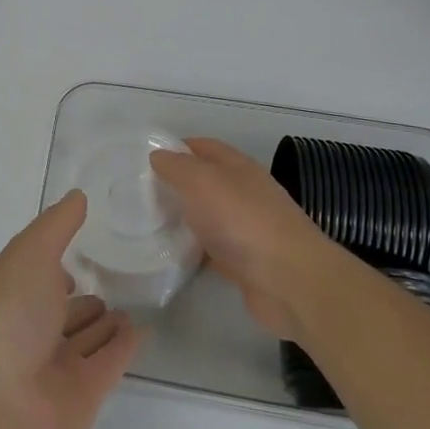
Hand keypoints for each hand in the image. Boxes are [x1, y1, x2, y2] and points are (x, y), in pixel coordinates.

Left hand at [0, 193, 139, 428]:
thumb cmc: (8, 316)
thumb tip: (77, 196)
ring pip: (85, 338)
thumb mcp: (28, 255)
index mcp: (11, 294)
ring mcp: (56, 365)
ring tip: (130, 306)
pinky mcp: (85, 394)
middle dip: (82, 298)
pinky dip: (124, 347)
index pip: (36, 275)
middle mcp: (31, 330)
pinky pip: (109, 363)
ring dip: (104, 323)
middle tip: (113, 281)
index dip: (53, 264)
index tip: (79, 248)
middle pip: (61, 311)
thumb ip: (56, 226)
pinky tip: (142, 330)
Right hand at [149, 138, 341, 341]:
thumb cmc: (242, 221)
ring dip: (183, 217)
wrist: (289, 281)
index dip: (176, 148)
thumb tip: (158, 156)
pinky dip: (193, 249)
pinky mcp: (245, 262)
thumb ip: (177, 167)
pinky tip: (172, 254)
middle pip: (206, 182)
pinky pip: (212, 248)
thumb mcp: (202, 181)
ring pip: (208, 216)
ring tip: (148, 223)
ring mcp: (247, 228)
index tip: (145, 161)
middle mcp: (245, 193)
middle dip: (176, 184)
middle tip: (140, 194)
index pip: (203, 147)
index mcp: (238, 167)